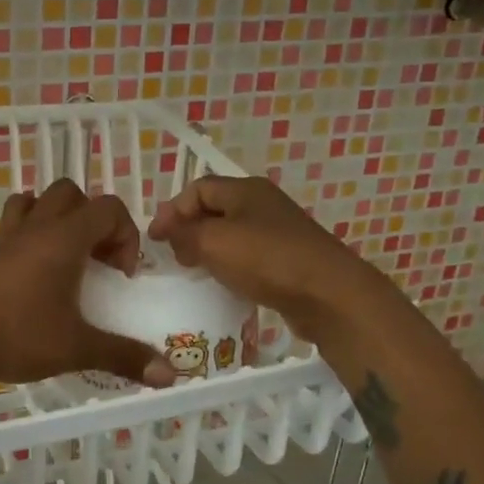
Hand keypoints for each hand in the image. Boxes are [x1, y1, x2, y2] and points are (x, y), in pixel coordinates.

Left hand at [0, 181, 175, 389]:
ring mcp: (10, 238)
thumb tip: (170, 375)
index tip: (120, 276)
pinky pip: (16, 223)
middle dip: (94, 221)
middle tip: (97, 262)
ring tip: (68, 258)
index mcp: (65, 238)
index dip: (126, 235)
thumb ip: (124, 356)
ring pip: (39, 201)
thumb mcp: (77, 347)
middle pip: (72, 194)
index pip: (108, 208)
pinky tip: (37, 273)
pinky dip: (33, 233)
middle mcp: (38, 227)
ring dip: (60, 219)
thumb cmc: (17, 335)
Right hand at [148, 176, 359, 336]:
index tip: (155, 239)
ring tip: (194, 271)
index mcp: (245, 190)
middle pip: (215, 210)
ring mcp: (278, 231)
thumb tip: (169, 232)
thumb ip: (183, 233)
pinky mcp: (288, 258)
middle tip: (173, 256)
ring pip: (231, 234)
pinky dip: (230, 265)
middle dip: (189, 229)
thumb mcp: (213, 242)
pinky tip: (224, 283)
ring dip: (208, 249)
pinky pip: (249, 255)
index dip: (172, 210)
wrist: (328, 294)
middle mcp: (263, 204)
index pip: (197, 189)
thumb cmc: (266, 260)